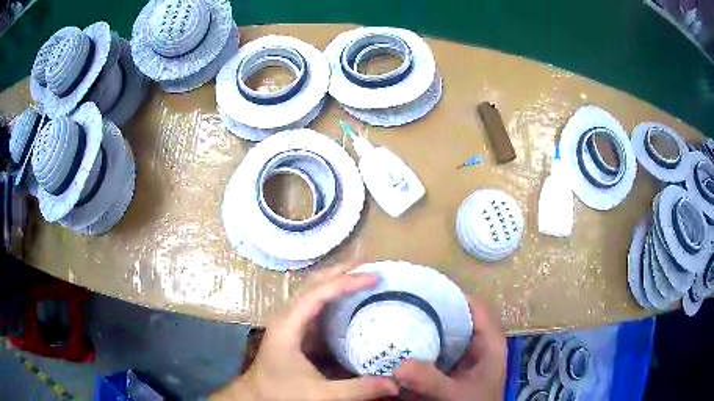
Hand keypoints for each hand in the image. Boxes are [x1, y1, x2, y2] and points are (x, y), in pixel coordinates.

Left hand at [210, 263, 398, 400]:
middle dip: (342, 271)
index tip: (373, 277)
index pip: (317, 293)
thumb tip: (395, 384)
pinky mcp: (294, 327)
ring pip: (313, 289)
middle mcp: (286, 315)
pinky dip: (333, 294)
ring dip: (336, 278)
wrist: (256, 396)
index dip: (345, 282)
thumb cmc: (281, 392)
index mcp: (288, 325)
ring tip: (364, 275)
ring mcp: (289, 319)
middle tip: (372, 265)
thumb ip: (357, 390)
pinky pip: (314, 302)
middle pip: (313, 282)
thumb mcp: (320, 395)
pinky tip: (349, 298)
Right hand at [394, 299, 506, 400]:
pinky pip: (438, 347)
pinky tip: (402, 342)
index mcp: (489, 341)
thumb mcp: (456, 394)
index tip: (423, 288)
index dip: (451, 294)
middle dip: (431, 309)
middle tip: (402, 301)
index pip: (473, 306)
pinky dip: (422, 343)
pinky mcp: (453, 366)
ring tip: (398, 316)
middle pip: (456, 316)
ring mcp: (465, 355)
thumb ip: (431, 380)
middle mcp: (478, 343)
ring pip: (446, 331)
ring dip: (425, 325)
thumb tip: (399, 366)